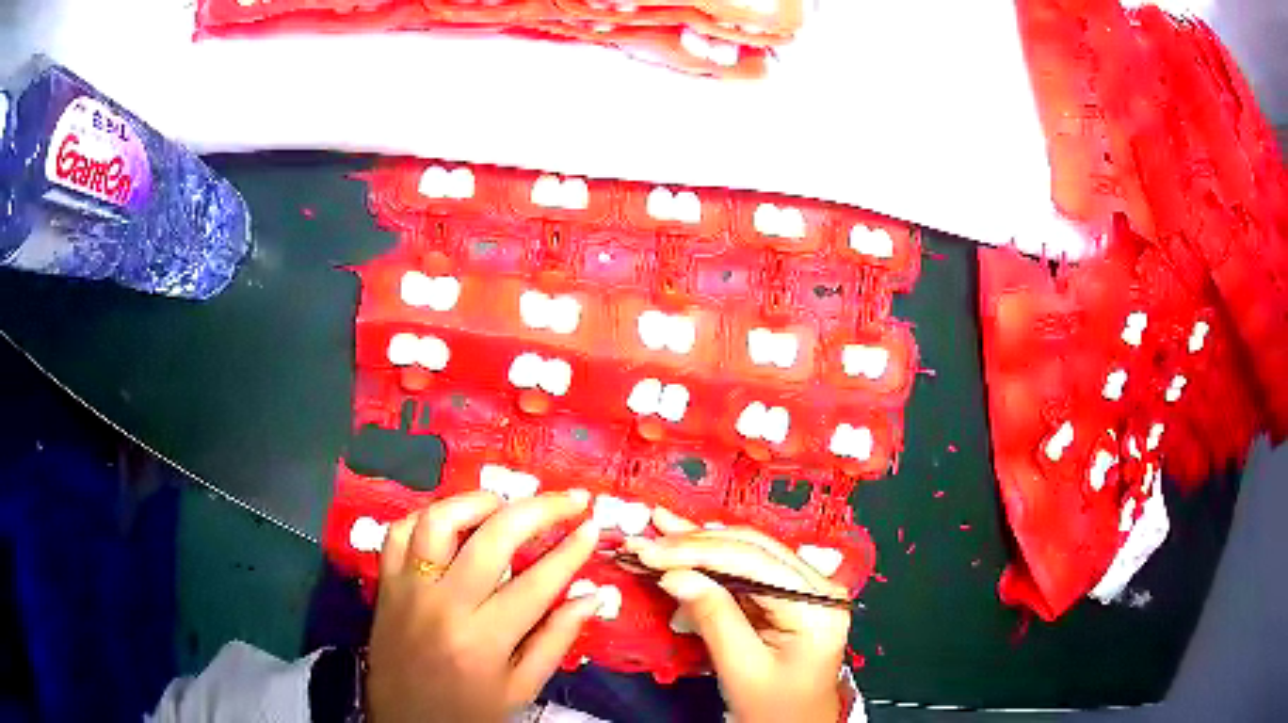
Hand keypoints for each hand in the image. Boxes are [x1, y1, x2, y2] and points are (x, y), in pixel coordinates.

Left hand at [365, 489, 603, 722]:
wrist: (405, 722)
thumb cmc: (469, 712)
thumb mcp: (522, 689)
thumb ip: (556, 640)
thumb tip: (591, 595)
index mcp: (483, 640)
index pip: (536, 582)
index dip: (570, 550)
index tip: (592, 526)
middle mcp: (443, 606)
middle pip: (492, 538)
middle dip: (539, 510)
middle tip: (569, 500)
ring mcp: (408, 589)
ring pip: (438, 522)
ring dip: (477, 503)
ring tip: (506, 505)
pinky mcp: (385, 583)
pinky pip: (399, 532)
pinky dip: (428, 517)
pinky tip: (453, 523)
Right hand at [626, 509, 851, 722]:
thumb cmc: (774, 708)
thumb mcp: (742, 670)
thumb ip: (714, 618)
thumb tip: (675, 575)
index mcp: (817, 605)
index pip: (754, 562)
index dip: (698, 552)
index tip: (649, 551)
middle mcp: (818, 585)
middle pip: (753, 549)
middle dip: (695, 542)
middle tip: (647, 536)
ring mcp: (806, 588)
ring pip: (748, 552)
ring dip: (699, 546)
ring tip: (659, 530)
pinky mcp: (789, 596)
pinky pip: (746, 570)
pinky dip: (709, 564)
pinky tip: (680, 551)